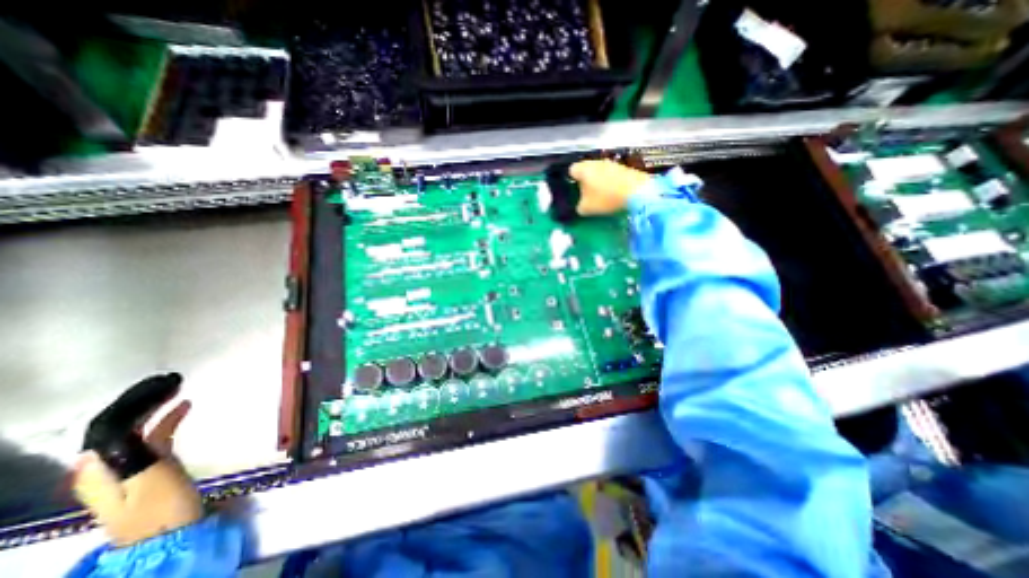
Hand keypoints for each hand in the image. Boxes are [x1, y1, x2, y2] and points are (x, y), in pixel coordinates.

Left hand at [72, 399, 203, 547]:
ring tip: (179, 391)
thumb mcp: (150, 478)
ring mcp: (128, 467)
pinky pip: (153, 436)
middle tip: (172, 383)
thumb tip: (122, 430)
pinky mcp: (149, 467)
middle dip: (144, 403)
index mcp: (100, 469)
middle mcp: (105, 466)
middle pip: (119, 427)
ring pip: (137, 430)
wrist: (170, 535)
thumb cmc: (162, 506)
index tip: (160, 385)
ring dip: (156, 409)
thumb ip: (134, 455)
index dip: (131, 404)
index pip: (107, 427)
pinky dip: (166, 420)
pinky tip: (185, 408)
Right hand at [572, 158, 649, 212]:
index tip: (575, 190)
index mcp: (583, 169)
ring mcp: (611, 163)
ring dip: (599, 181)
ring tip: (601, 195)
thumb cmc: (605, 198)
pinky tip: (614, 193)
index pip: (571, 170)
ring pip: (599, 171)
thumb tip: (580, 206)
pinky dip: (610, 182)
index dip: (571, 180)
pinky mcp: (624, 167)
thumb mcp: (586, 209)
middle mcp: (595, 162)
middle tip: (587, 195)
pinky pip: (611, 174)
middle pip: (586, 169)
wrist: (637, 191)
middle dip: (586, 181)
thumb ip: (579, 207)